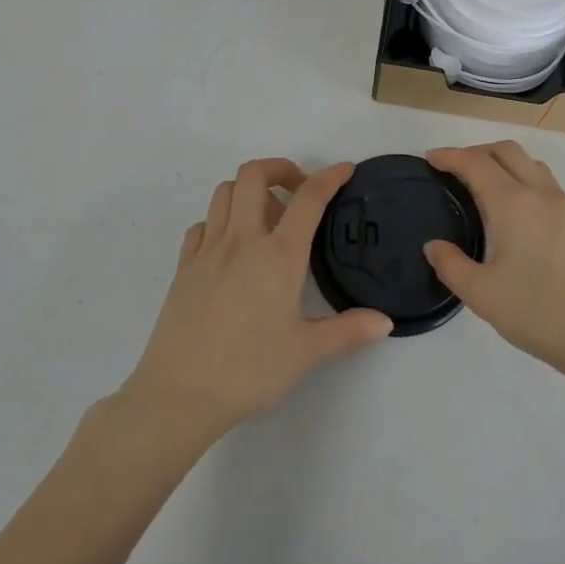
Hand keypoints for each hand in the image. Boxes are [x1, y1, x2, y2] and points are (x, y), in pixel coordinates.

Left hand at [123, 159, 391, 435]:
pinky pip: (203, 224)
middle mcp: (243, 240)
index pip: (309, 199)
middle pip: (254, 174)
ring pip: (224, 191)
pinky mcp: (183, 267)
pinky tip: (230, 246)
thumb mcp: (306, 352)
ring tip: (265, 218)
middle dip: (279, 168)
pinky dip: (220, 221)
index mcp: (279, 255)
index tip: (345, 169)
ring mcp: (208, 250)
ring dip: (248, 190)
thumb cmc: (250, 370)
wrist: (179, 394)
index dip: (330, 176)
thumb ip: (348, 331)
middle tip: (297, 191)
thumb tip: (385, 322)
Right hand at [423, 142, 564, 387]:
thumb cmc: (540, 313)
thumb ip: (452, 266)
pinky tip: (511, 206)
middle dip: (475, 151)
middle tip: (452, 169)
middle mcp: (539, 193)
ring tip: (480, 183)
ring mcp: (562, 205)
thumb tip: (434, 246)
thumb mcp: (483, 296)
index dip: (450, 156)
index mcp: (513, 204)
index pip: (476, 163)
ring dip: (500, 161)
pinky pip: (542, 179)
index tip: (430, 158)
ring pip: (528, 162)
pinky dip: (519, 175)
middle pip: (505, 151)